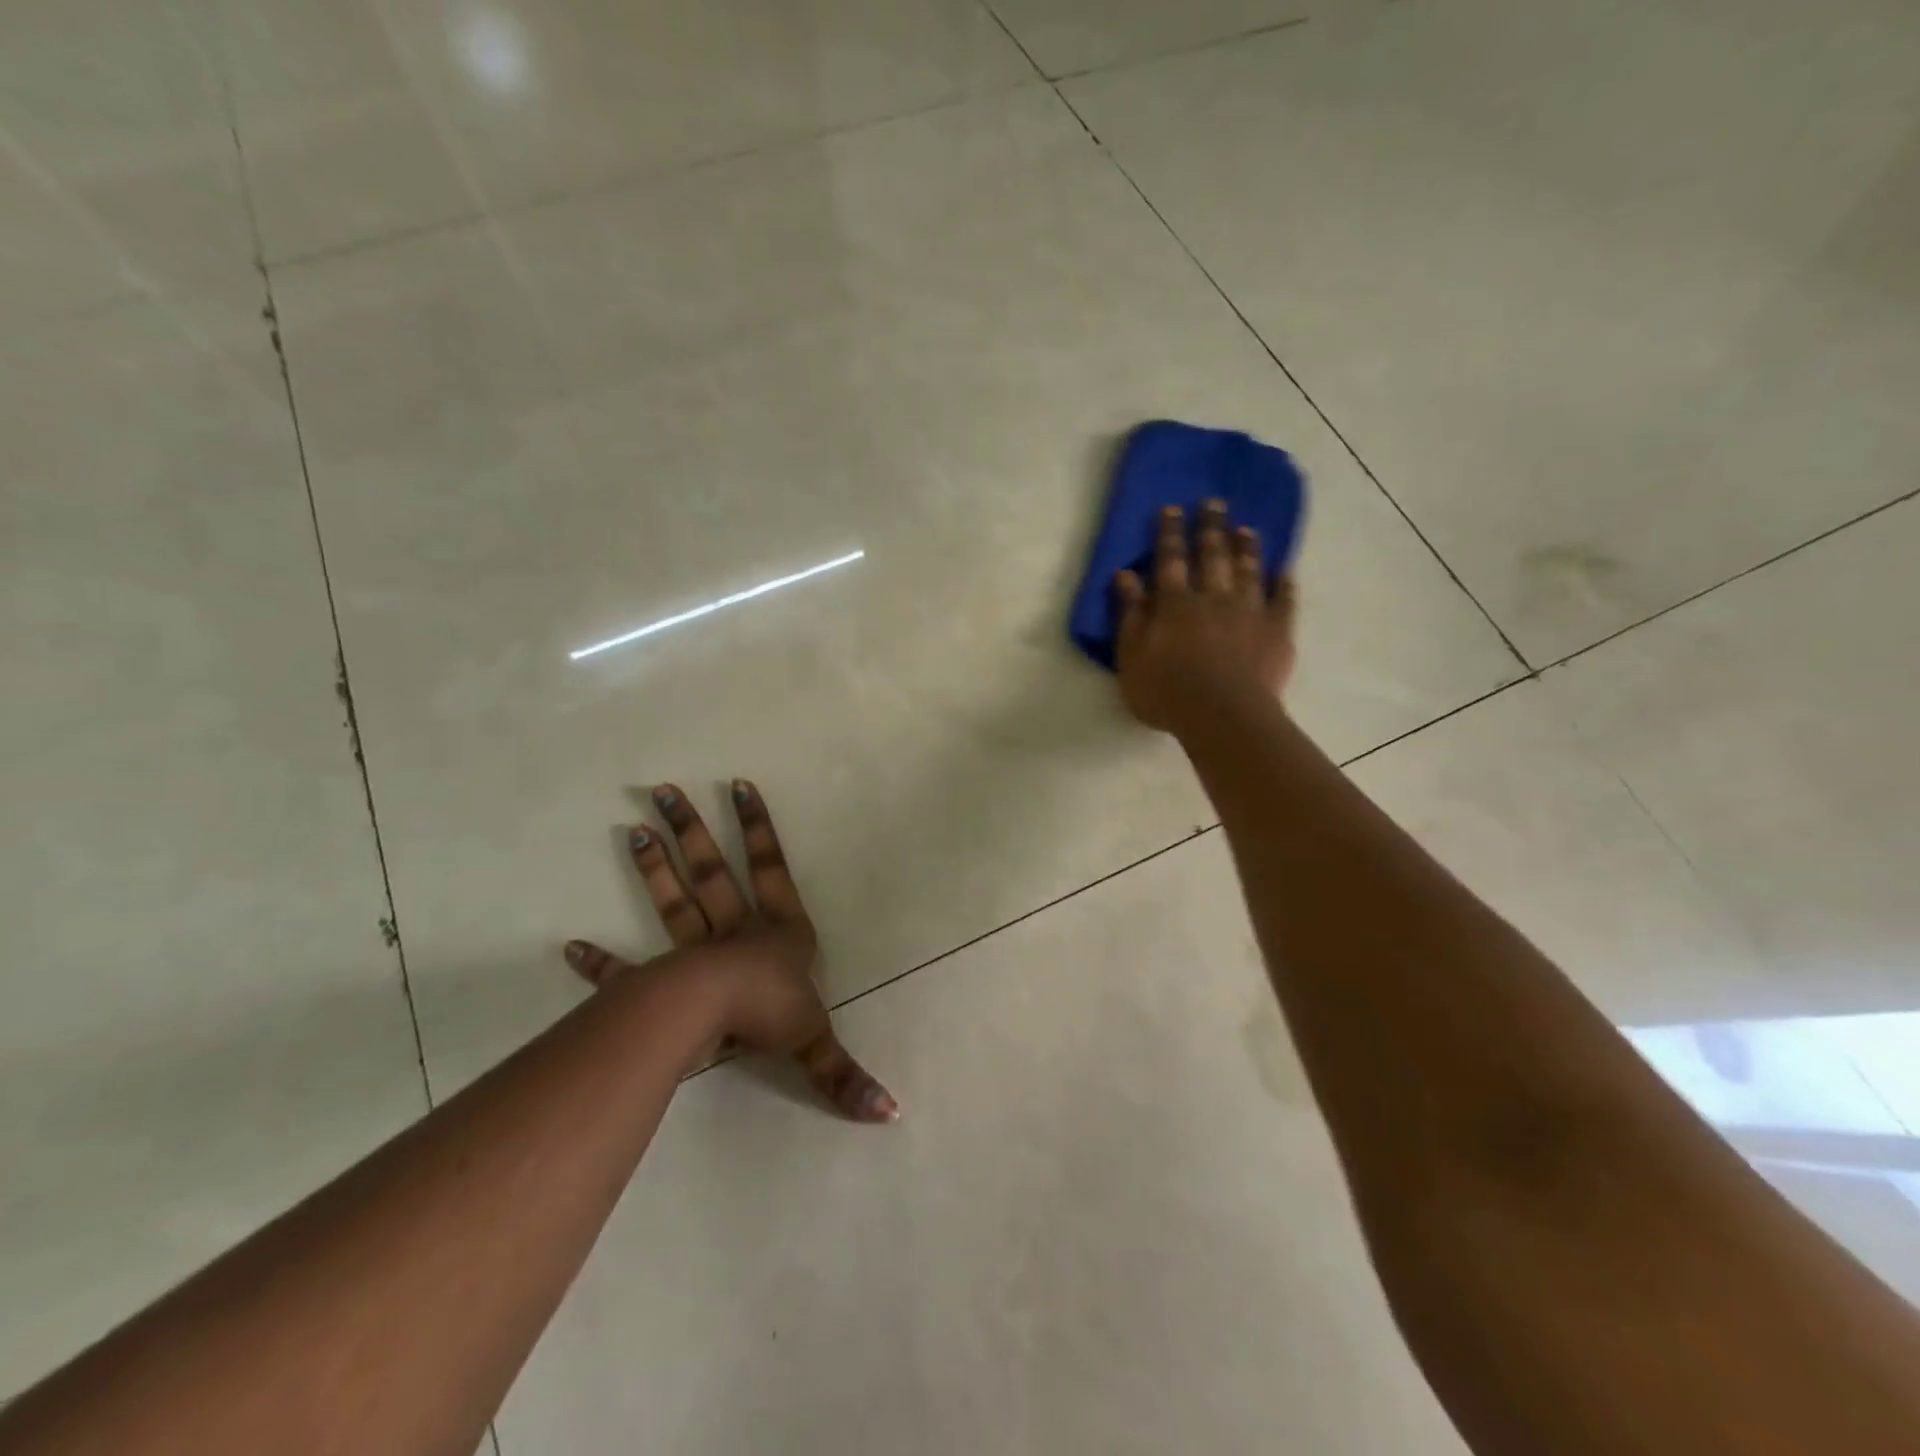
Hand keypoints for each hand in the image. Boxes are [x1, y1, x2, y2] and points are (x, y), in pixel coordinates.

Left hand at [563, 779, 897, 1122]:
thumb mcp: (816, 1040)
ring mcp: (693, 954)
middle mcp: (735, 932)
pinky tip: (570, 947)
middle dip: (694, 831)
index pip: (772, 868)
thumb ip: (846, 1073)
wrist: (716, 1020)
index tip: (738, 785)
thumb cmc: (772, 1013)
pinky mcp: (658, 984)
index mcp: (777, 931)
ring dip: (655, 870)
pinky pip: (626, 972)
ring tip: (633, 830)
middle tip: (663, 789)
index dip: (758, 827)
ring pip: (674, 903)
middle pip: (713, 872)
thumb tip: (892, 1113)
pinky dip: (600, 962)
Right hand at [1114, 499, 1297, 732]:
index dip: (1169, 533)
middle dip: (1211, 527)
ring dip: (1246, 548)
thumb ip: (1129, 614)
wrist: (1223, 717)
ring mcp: (1250, 612)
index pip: (1170, 559)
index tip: (1171, 508)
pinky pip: (1284, 600)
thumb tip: (1124, 574)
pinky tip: (1285, 571)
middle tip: (1214, 502)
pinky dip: (1284, 584)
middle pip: (1212, 555)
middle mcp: (1214, 597)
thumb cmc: (1167, 692)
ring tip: (1246, 528)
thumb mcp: (1131, 657)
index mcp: (1175, 603)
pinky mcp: (1277, 631)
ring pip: (1248, 570)